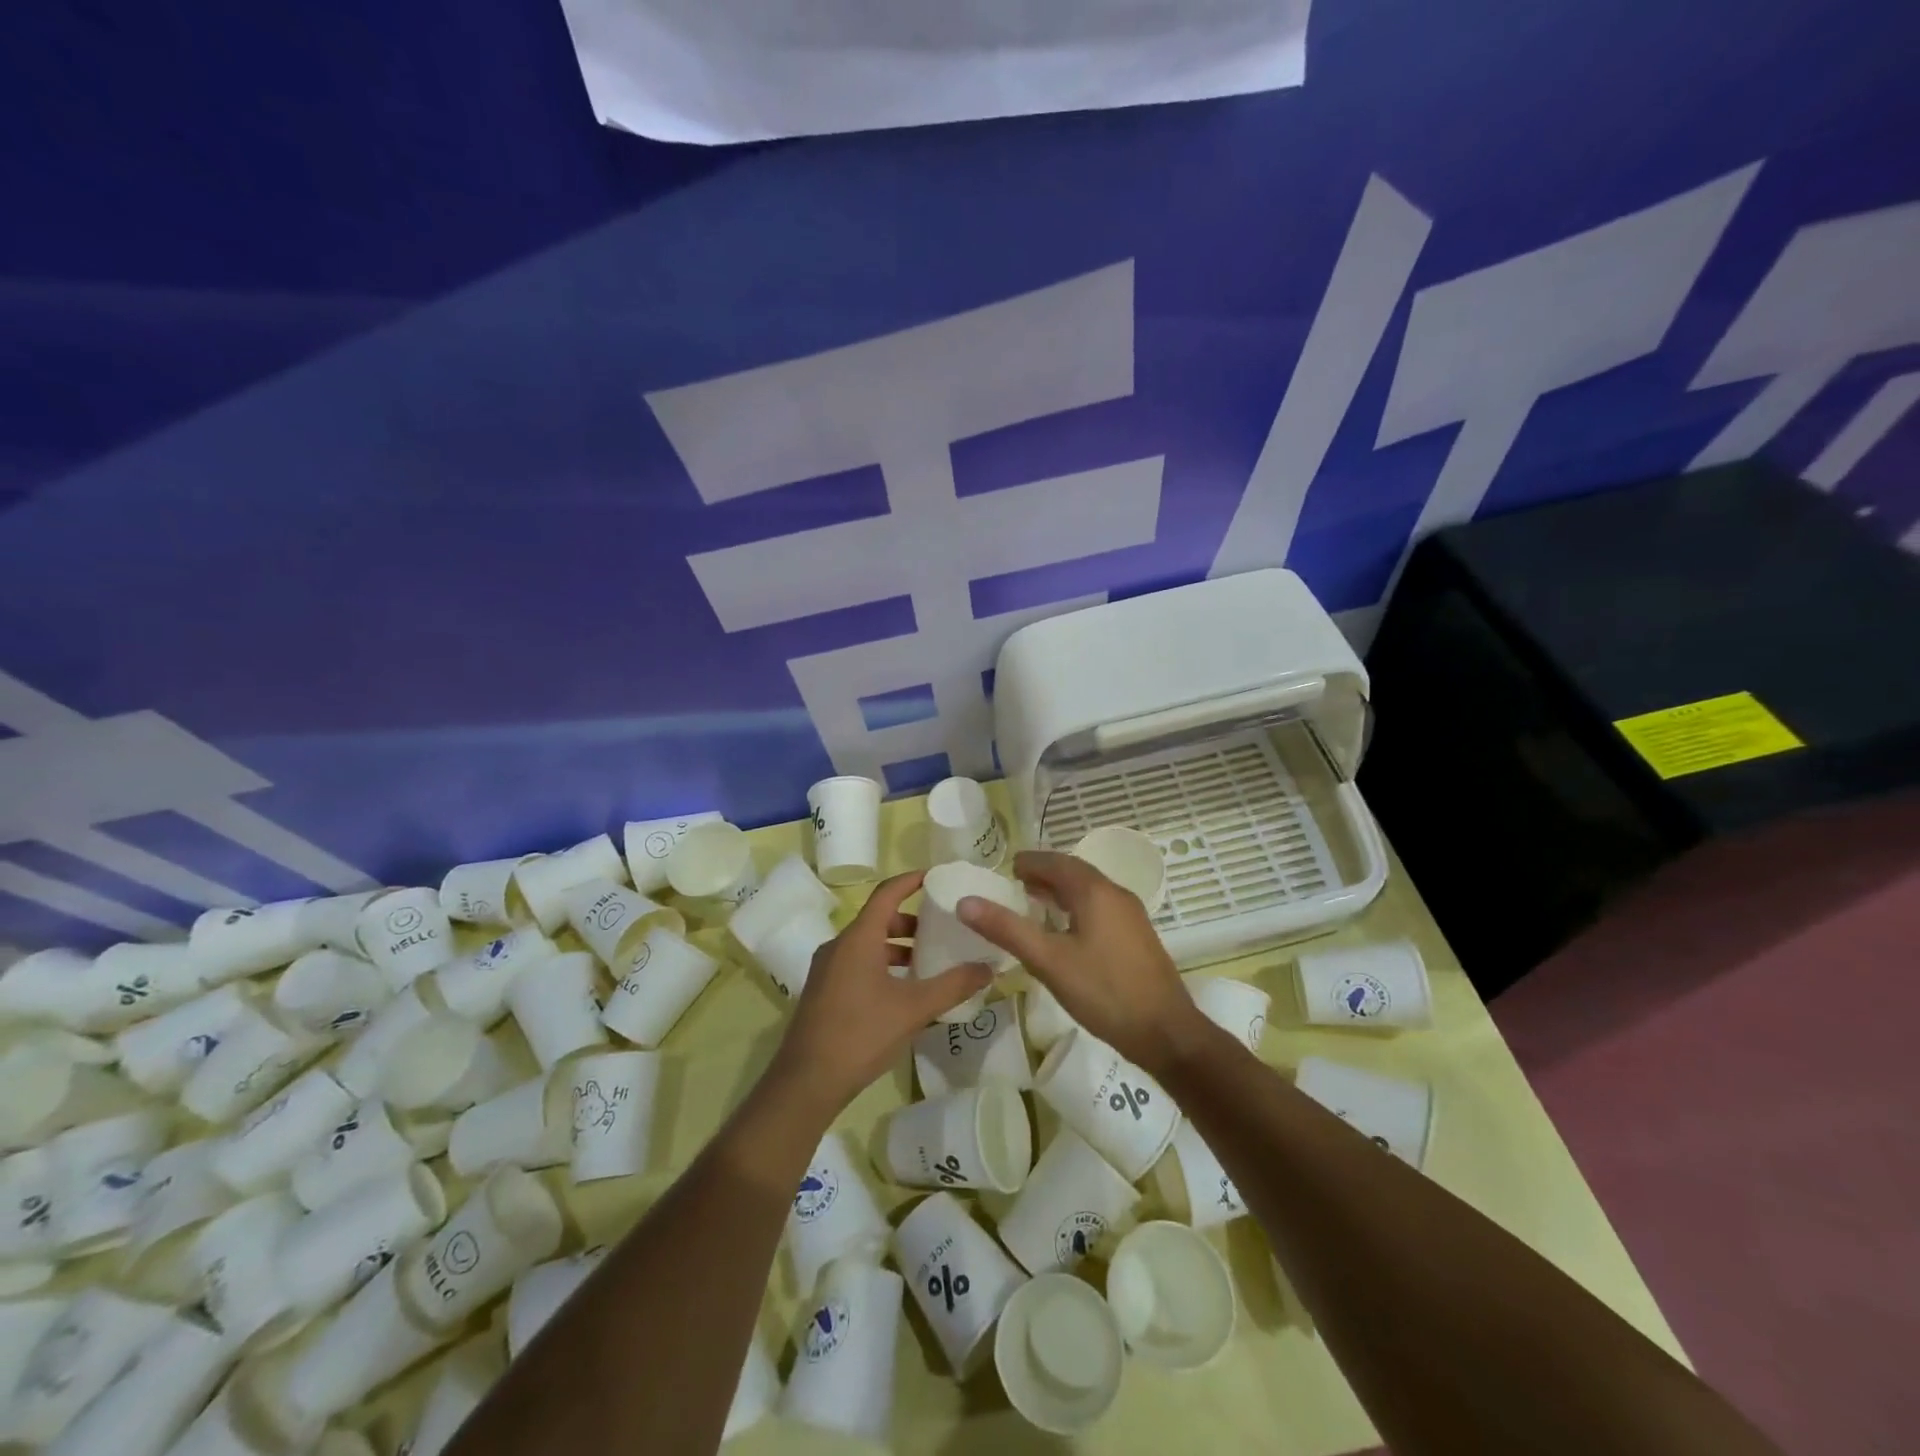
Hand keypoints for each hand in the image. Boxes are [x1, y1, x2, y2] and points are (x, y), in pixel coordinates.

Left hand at [771, 870, 992, 1114]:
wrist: (806, 1082)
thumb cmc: (861, 1034)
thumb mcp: (914, 1009)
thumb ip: (953, 985)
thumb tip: (988, 968)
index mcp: (858, 938)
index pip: (887, 893)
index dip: (911, 880)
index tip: (937, 876)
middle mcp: (839, 945)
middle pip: (878, 919)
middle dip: (911, 922)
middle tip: (941, 930)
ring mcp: (827, 969)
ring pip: (867, 944)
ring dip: (897, 947)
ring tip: (928, 963)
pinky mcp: (823, 991)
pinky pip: (857, 964)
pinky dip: (882, 965)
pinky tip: (902, 992)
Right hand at [956, 851, 1205, 1078]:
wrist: (1167, 1033)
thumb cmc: (1104, 992)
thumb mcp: (1048, 961)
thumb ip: (1007, 929)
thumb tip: (965, 901)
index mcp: (1095, 891)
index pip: (1056, 862)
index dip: (1030, 862)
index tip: (1006, 869)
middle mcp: (1116, 894)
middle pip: (1074, 873)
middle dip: (1044, 874)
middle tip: (1014, 884)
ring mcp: (1131, 915)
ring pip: (1089, 891)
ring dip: (1061, 891)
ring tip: (1034, 902)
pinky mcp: (1137, 937)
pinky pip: (1101, 908)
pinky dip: (1077, 907)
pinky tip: (1066, 931)